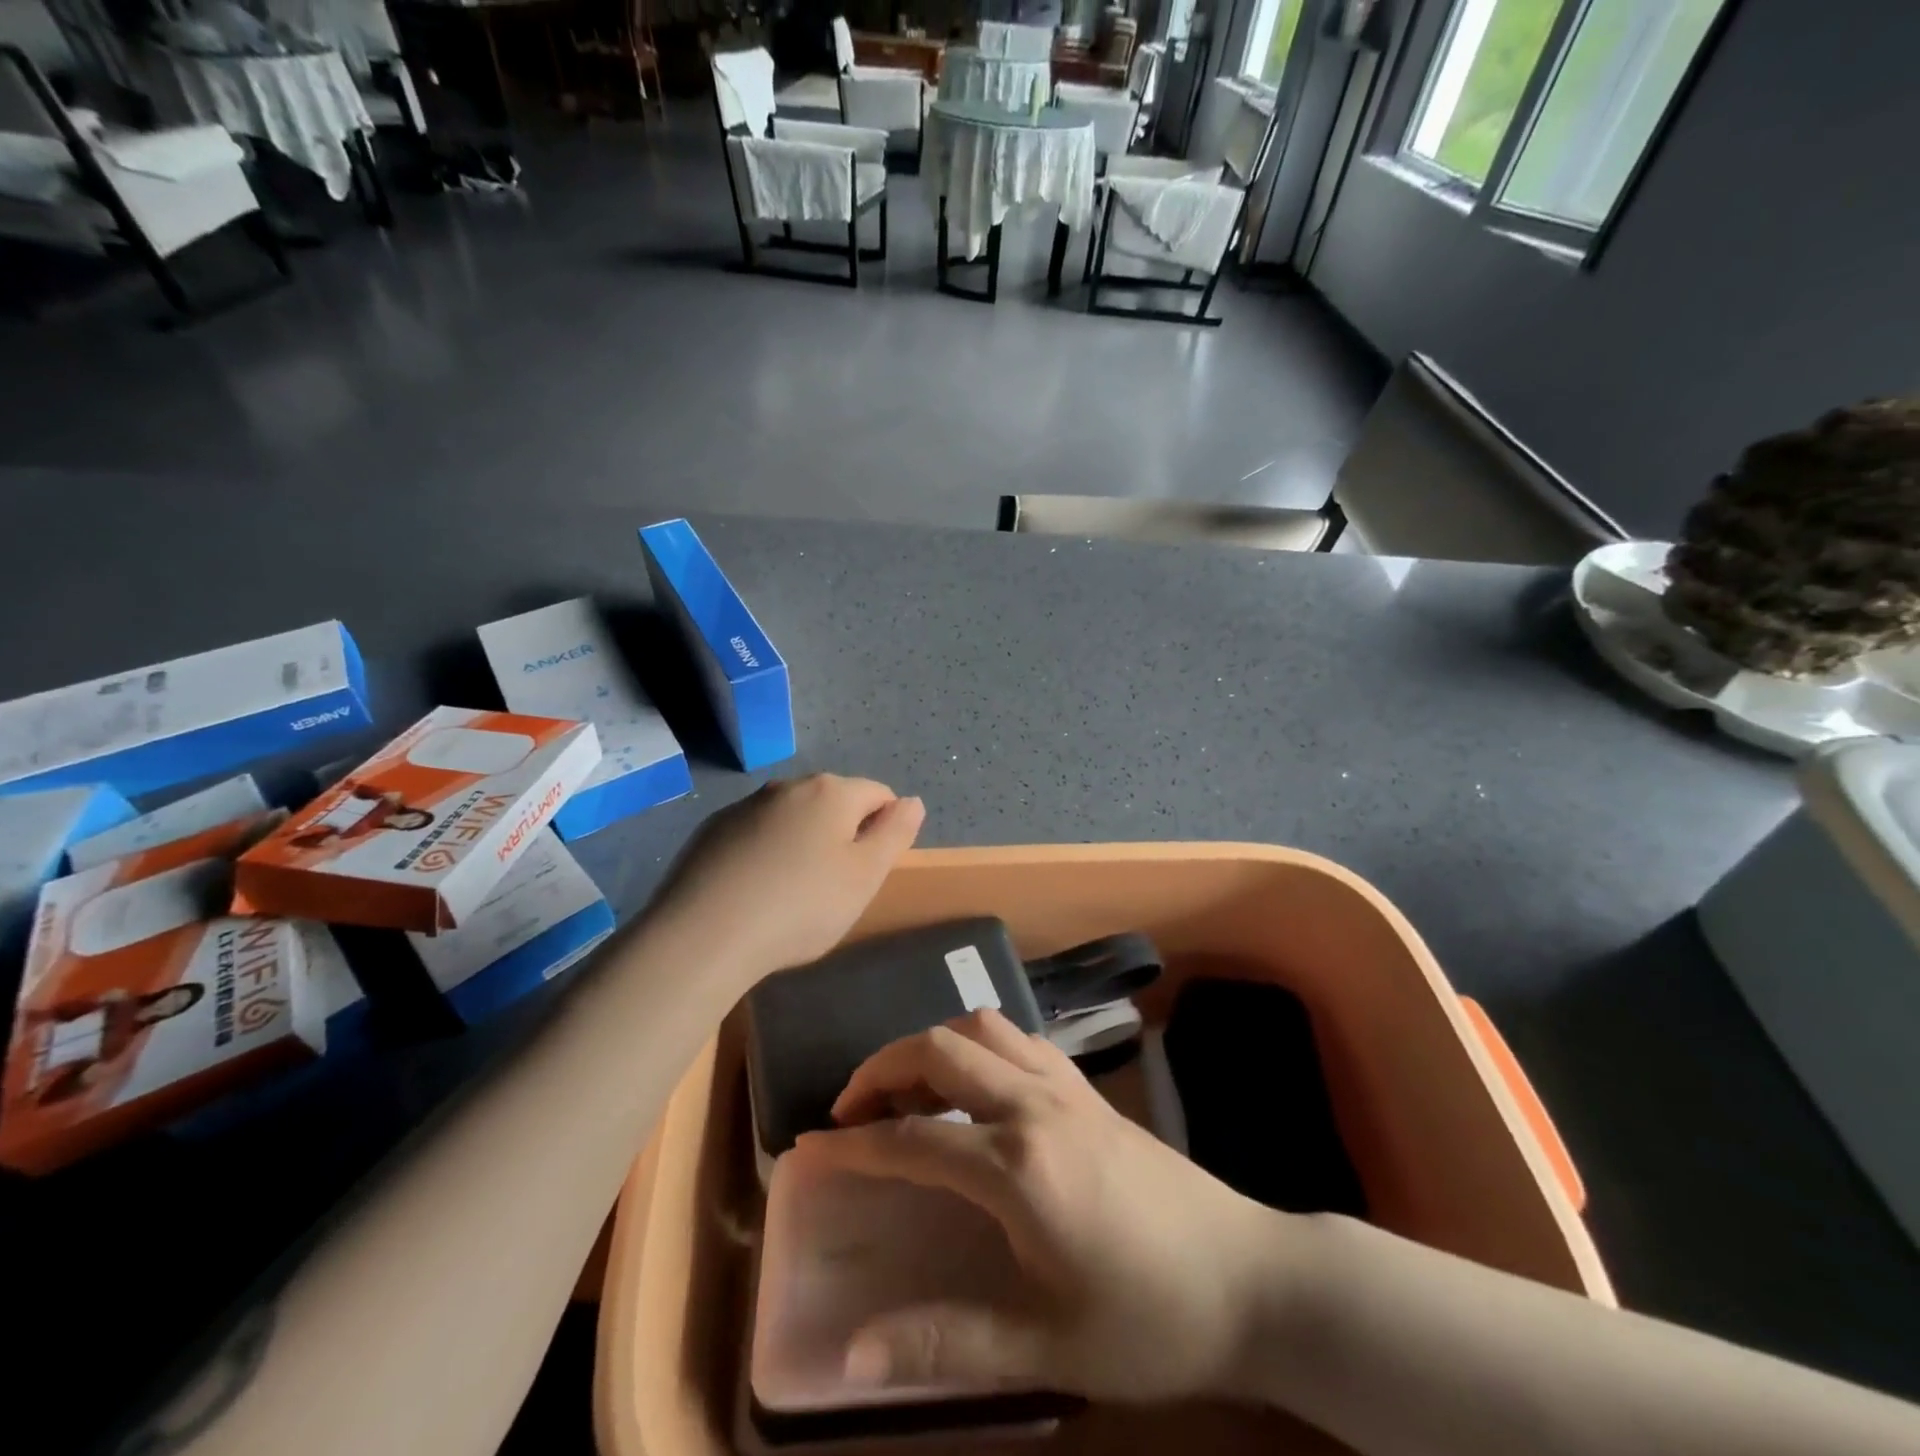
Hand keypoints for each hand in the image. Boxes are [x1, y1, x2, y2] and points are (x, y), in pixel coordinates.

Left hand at [648, 774, 923, 980]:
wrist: (703, 936)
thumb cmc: (800, 907)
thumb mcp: (865, 877)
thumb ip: (895, 834)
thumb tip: (912, 802)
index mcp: (831, 792)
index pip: (879, 794)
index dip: (886, 830)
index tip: (870, 872)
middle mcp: (788, 786)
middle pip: (834, 802)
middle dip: (843, 834)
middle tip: (835, 888)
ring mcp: (745, 806)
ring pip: (793, 817)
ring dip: (804, 843)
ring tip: (792, 894)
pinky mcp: (712, 830)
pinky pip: (756, 834)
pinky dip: (766, 853)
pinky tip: (755, 893)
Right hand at [796, 1009, 1291, 1402]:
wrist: (1249, 1277)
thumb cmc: (1148, 1319)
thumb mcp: (1046, 1348)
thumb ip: (946, 1343)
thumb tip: (852, 1353)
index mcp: (1017, 1166)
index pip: (911, 1139)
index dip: (852, 1144)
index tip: (809, 1149)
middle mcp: (1034, 1105)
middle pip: (938, 1050)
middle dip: (881, 1068)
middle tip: (850, 1107)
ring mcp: (1065, 1086)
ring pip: (980, 1026)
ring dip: (930, 1044)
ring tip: (906, 1088)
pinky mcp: (1088, 1086)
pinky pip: (1018, 1038)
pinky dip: (978, 1044)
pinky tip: (974, 1086)